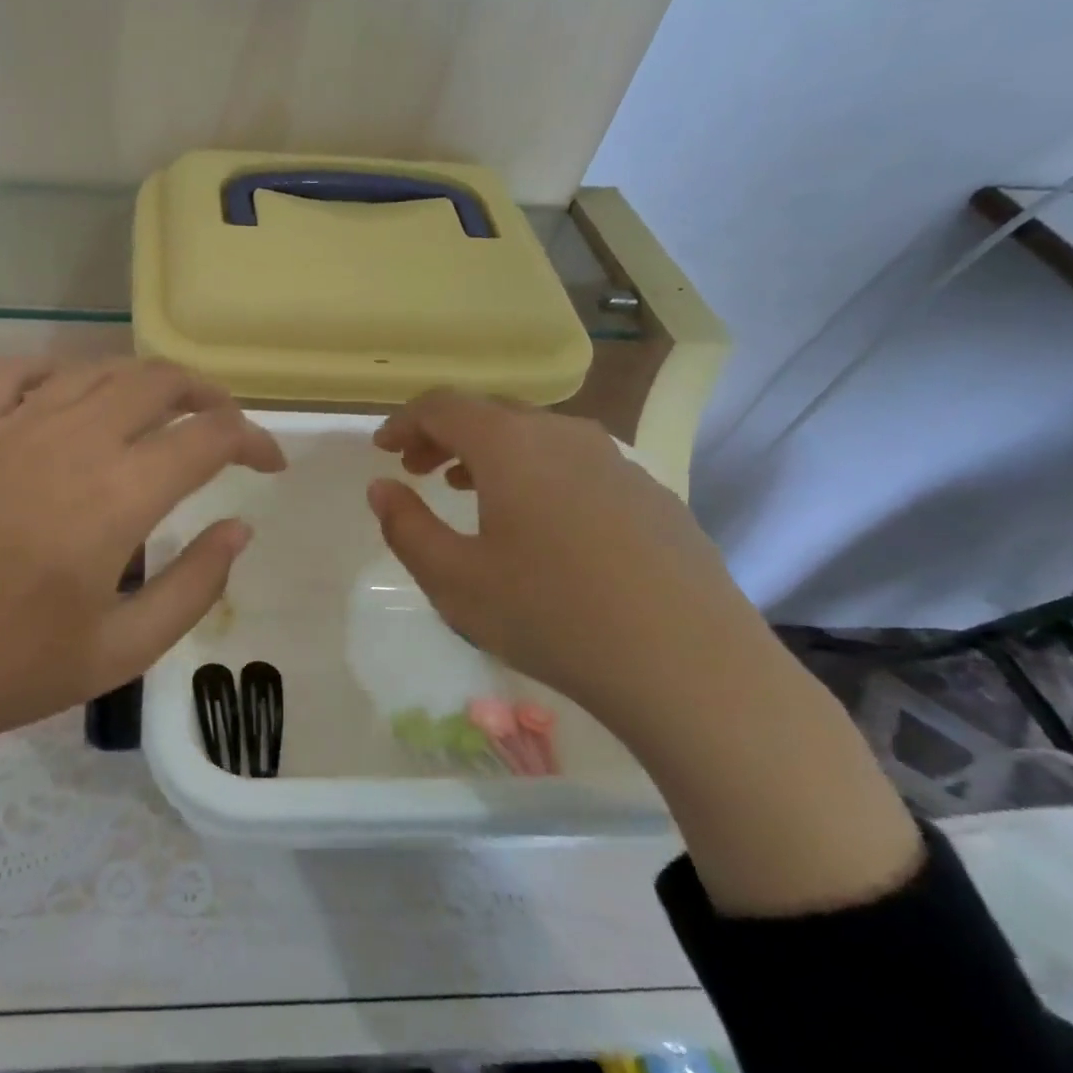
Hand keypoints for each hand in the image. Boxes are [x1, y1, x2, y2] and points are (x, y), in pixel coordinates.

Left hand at [0, 356, 285, 749]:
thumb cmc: (9, 667)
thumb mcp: (124, 649)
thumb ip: (195, 585)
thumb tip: (240, 529)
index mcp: (120, 493)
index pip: (210, 437)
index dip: (253, 441)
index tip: (269, 464)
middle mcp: (74, 439)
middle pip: (159, 382)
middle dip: (207, 395)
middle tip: (223, 426)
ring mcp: (13, 424)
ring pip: (97, 368)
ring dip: (143, 380)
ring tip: (160, 410)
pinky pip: (20, 371)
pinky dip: (61, 371)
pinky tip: (71, 394)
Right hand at [366, 389, 766, 727]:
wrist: (690, 666)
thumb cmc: (551, 615)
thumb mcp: (453, 580)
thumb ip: (405, 526)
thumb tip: (381, 487)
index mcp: (511, 444)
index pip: (442, 406)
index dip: (404, 421)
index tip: (382, 448)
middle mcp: (564, 435)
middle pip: (490, 412)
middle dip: (444, 434)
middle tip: (416, 468)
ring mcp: (615, 461)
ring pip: (536, 436)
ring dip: (489, 453)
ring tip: (465, 488)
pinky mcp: (650, 493)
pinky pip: (575, 463)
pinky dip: (536, 473)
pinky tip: (537, 521)